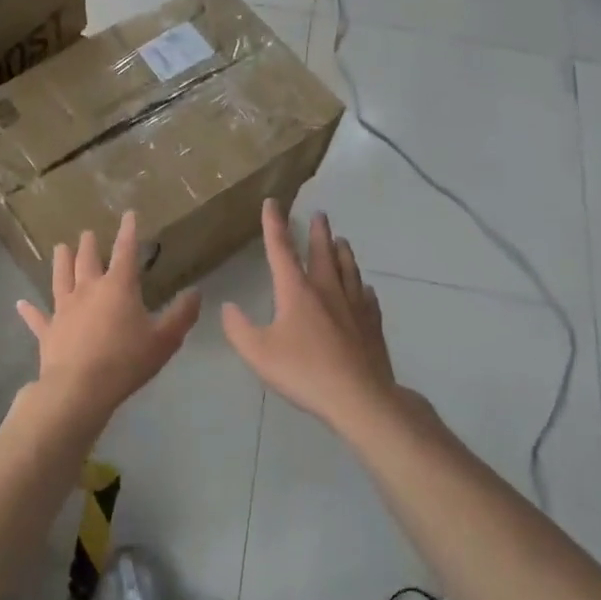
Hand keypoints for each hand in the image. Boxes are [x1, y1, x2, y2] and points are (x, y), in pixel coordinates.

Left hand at [16, 212, 200, 432]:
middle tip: (87, 233)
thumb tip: (196, 292)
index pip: (125, 251)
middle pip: (87, 260)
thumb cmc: (126, 361)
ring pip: (60, 278)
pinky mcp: (48, 331)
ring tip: (60, 247)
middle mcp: (88, 290)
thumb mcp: (165, 340)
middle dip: (89, 244)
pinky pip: (37, 317)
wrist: (80, 389)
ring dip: (61, 261)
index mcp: (118, 287)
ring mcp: (64, 309)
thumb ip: (182, 315)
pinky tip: (20, 303)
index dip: (128, 232)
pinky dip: (29, 310)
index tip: (128, 214)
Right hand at [222, 201, 398, 431]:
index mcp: (297, 291)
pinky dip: (362, 287)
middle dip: (318, 232)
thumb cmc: (304, 372)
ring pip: (349, 269)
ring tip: (343, 240)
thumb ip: (238, 329)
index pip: (281, 249)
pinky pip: (367, 298)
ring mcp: (354, 306)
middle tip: (320, 214)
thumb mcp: (258, 353)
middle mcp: (327, 290)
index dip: (274, 224)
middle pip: (323, 252)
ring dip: (343, 252)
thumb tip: (228, 307)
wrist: (360, 397)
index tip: (272, 202)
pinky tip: (365, 289)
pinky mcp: (372, 325)